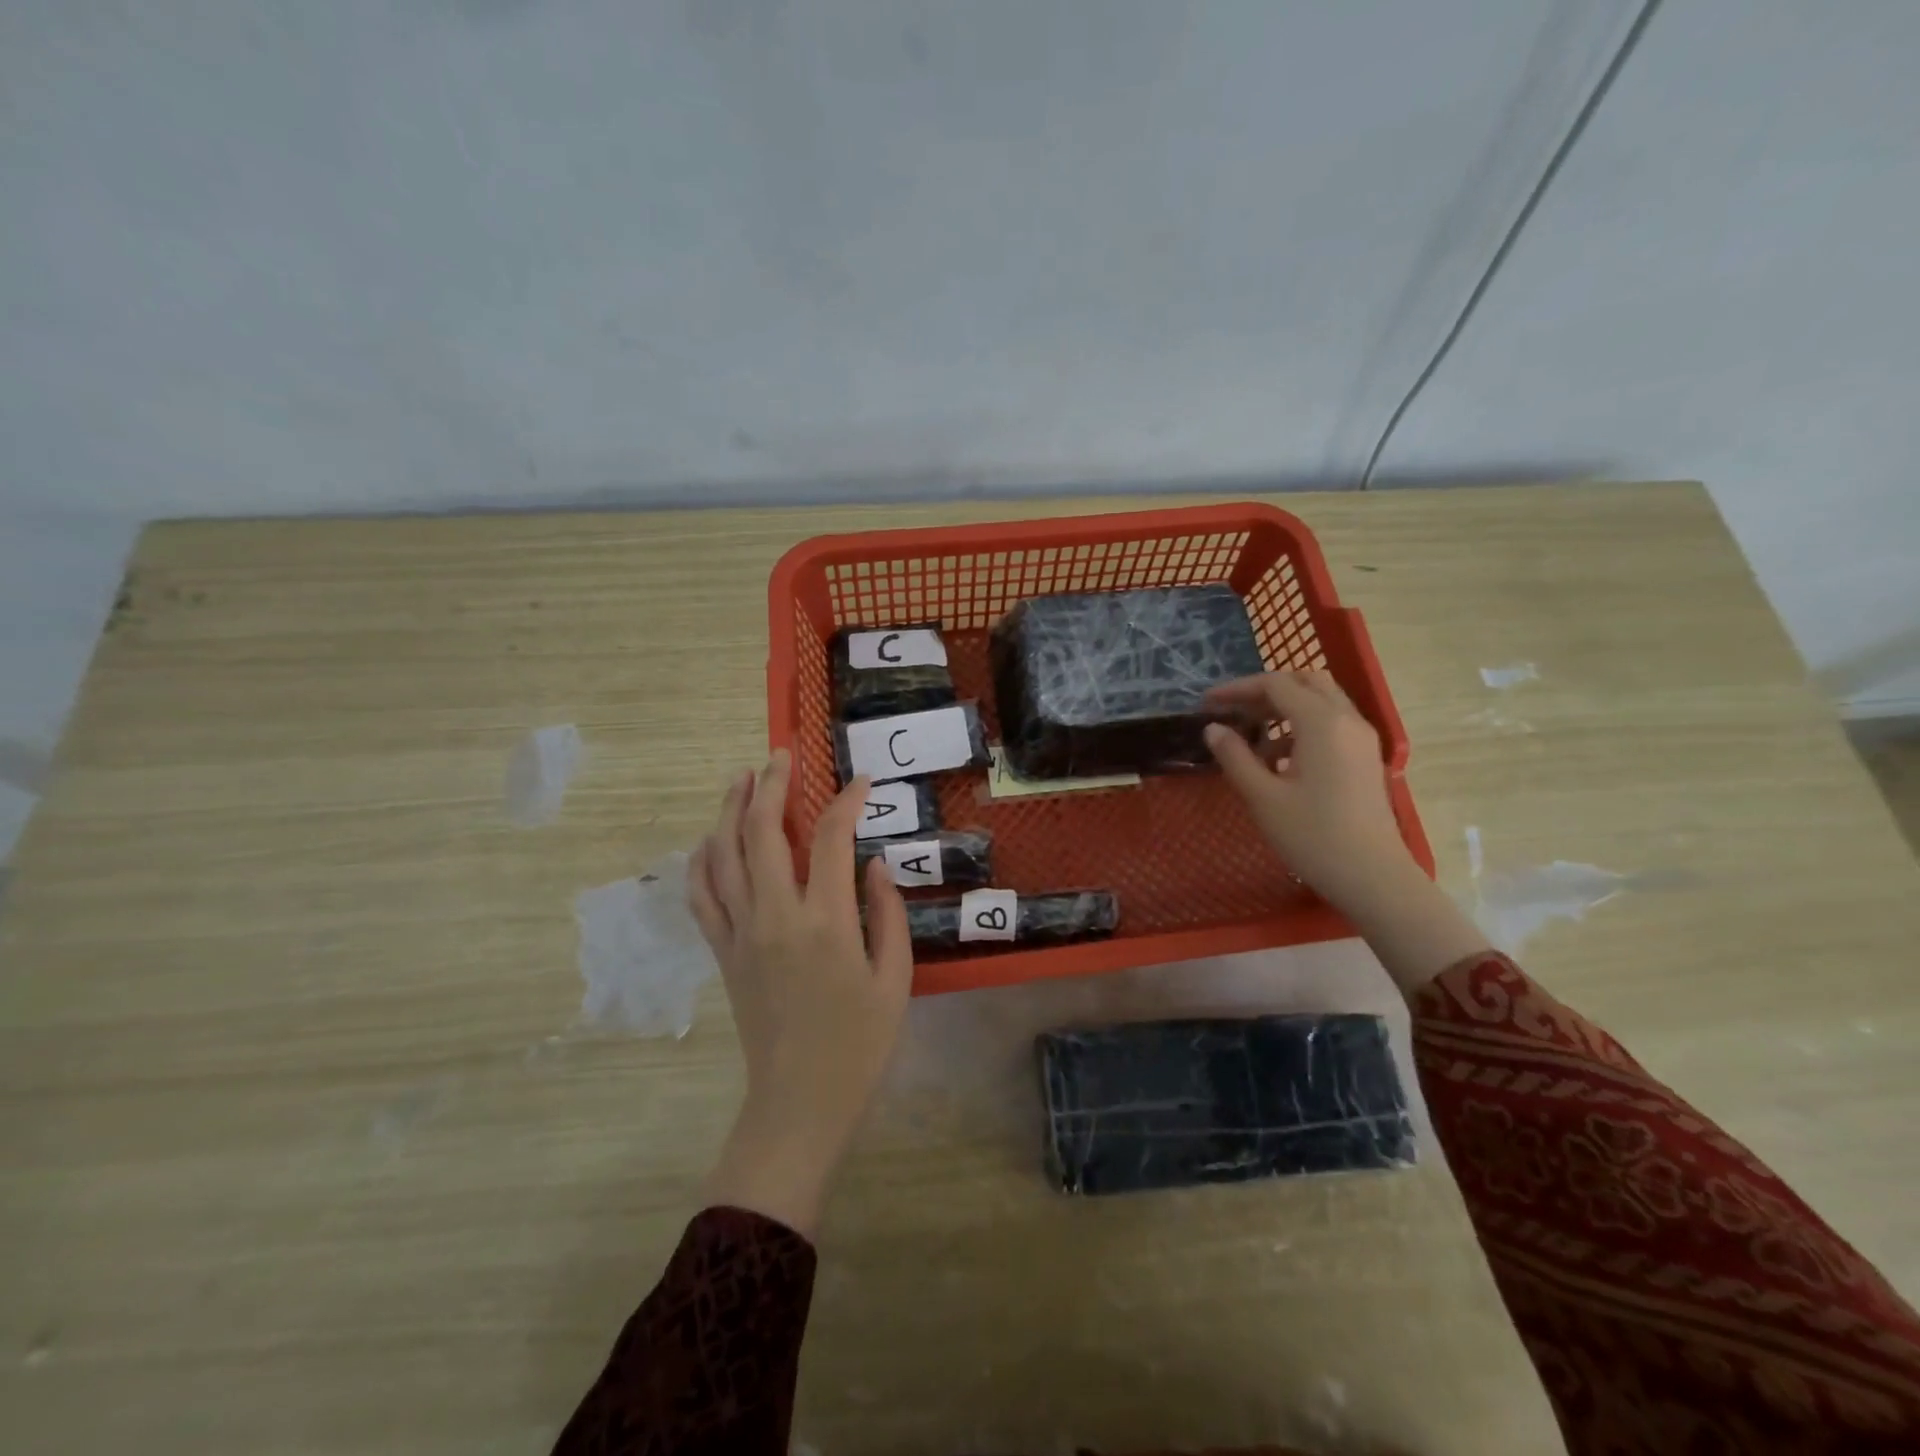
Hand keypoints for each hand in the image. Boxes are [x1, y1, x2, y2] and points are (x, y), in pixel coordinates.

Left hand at [686, 751, 912, 1235]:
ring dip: (730, 810)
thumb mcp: (895, 978)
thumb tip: (871, 863)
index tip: (860, 781)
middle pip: (764, 832)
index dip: (846, 801)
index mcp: (826, 921)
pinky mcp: (722, 952)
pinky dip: (701, 860)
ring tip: (740, 778)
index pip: (832, 838)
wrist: (798, 1102)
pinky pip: (701, 895)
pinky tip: (709, 839)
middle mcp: (776, 916)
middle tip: (781, 755)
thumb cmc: (859, 1044)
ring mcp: (741, 933)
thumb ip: (886, 913)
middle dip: (772, 785)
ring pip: (724, 855)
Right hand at [1204, 670, 1490, 994]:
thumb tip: (1213, 729)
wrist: (1373, 877)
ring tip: (1252, 738)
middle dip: (1266, 689)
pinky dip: (1303, 726)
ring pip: (1322, 701)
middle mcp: (1347, 720)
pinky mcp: (1366, 758)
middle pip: (1306, 681)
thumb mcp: (1262, 797)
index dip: (1238, 689)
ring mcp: (1362, 739)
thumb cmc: (1313, 837)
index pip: (1276, 684)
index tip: (1207, 704)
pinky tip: (1279, 761)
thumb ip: (1235, 756)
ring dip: (1285, 708)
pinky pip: (1333, 724)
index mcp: (1321, 723)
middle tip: (1235, 711)